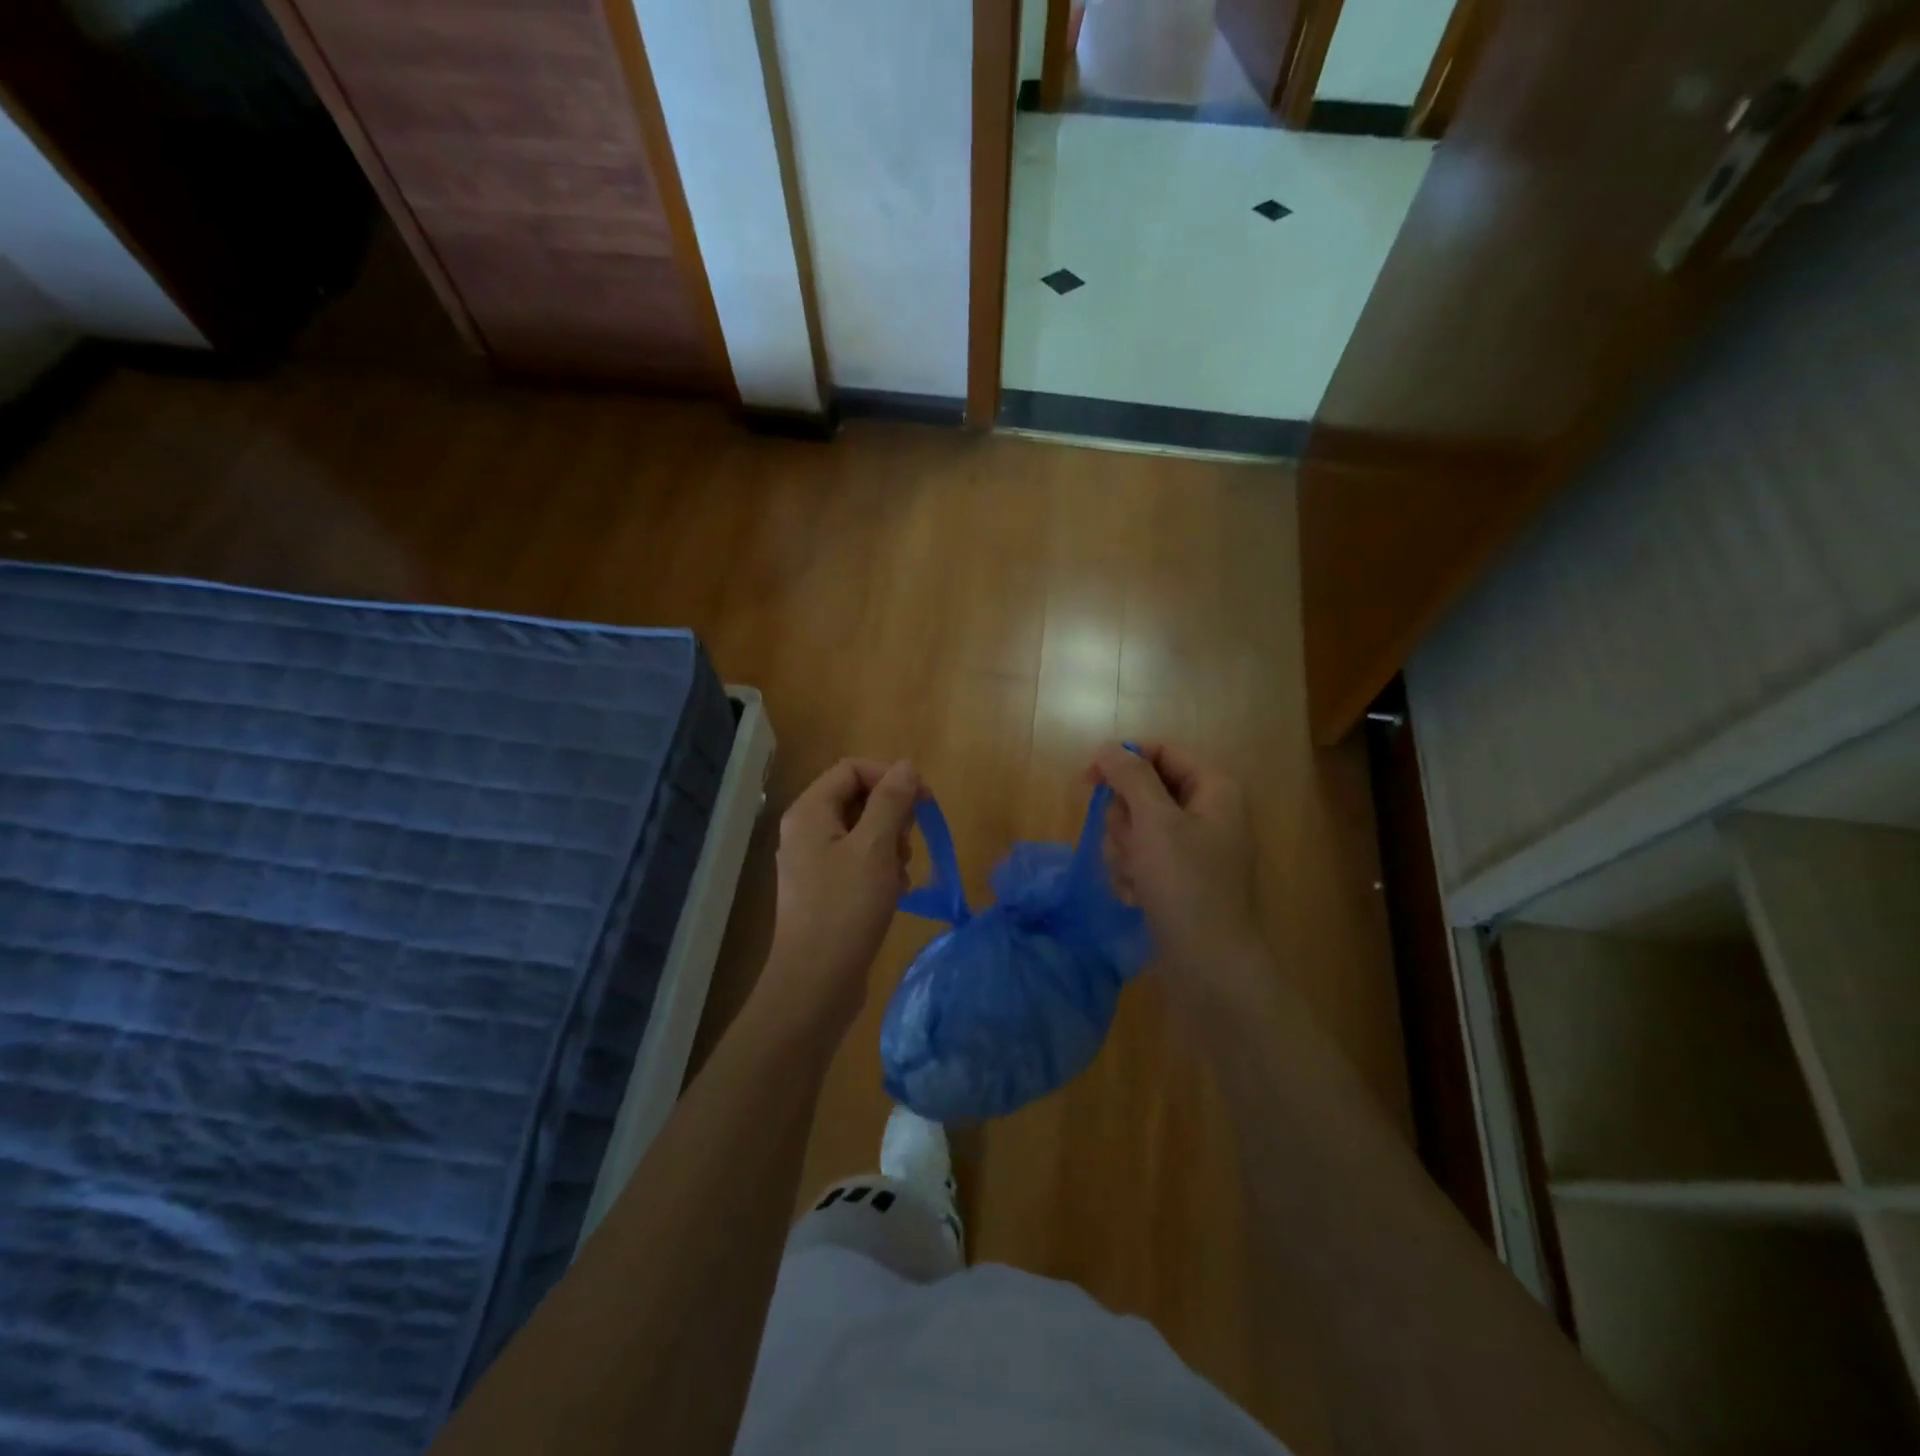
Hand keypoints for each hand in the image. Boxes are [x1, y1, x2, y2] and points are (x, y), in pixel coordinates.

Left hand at [764, 758, 920, 1030]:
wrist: (816, 982)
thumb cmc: (846, 908)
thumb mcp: (875, 847)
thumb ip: (891, 801)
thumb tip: (906, 766)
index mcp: (810, 812)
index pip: (852, 769)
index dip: (890, 777)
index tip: (923, 803)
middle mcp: (806, 831)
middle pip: (858, 799)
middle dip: (892, 816)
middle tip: (907, 845)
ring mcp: (814, 862)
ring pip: (863, 832)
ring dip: (891, 845)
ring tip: (901, 874)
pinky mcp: (825, 890)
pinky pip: (859, 861)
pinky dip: (882, 869)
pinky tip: (896, 892)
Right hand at [1089, 742, 1261, 991]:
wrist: (1209, 966)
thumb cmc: (1185, 885)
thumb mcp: (1154, 822)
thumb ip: (1130, 777)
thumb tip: (1109, 748)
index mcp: (1213, 789)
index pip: (1159, 752)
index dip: (1122, 761)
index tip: (1087, 781)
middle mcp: (1206, 812)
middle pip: (1143, 792)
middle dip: (1125, 821)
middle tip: (1131, 845)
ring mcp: (1192, 848)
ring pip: (1136, 827)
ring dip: (1124, 851)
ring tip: (1135, 879)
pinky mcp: (1178, 879)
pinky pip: (1141, 858)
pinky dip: (1132, 874)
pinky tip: (1137, 897)